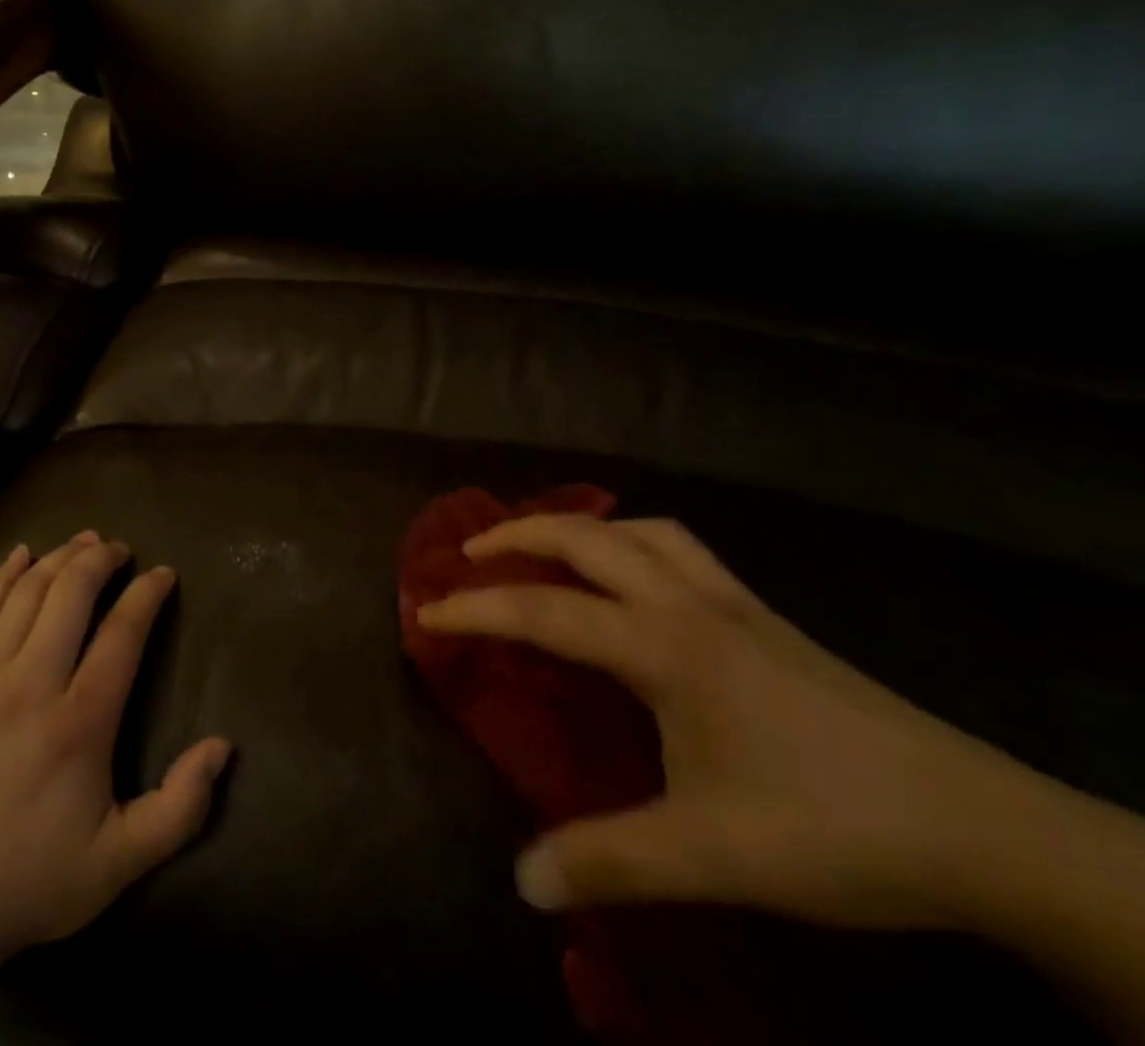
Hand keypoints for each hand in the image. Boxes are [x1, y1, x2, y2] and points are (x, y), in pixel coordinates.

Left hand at [0, 532, 230, 971]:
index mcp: (79, 723)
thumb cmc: (34, 880)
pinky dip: (2, 576)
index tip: (164, 573)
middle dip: (99, 560)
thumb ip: (181, 806)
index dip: (147, 595)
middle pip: (70, 594)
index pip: (121, 633)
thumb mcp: (121, 861)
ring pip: (26, 593)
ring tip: (82, 542)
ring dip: (58, 558)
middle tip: (119, 549)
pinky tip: (20, 554)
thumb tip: (222, 746)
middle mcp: (30, 685)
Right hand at [417, 513, 1012, 929]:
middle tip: (470, 552)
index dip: (476, 608)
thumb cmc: (829, 826)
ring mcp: (732, 603)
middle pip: (584, 537)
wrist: (981, 827)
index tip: (426, 611)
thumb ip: (609, 860)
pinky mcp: (766, 617)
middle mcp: (687, 603)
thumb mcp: (710, 854)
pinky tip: (635, 574)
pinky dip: (635, 540)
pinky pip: (681, 548)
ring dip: (580, 527)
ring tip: (546, 548)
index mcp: (662, 645)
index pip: (542, 609)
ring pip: (638, 530)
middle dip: (516, 535)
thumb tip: (522, 881)